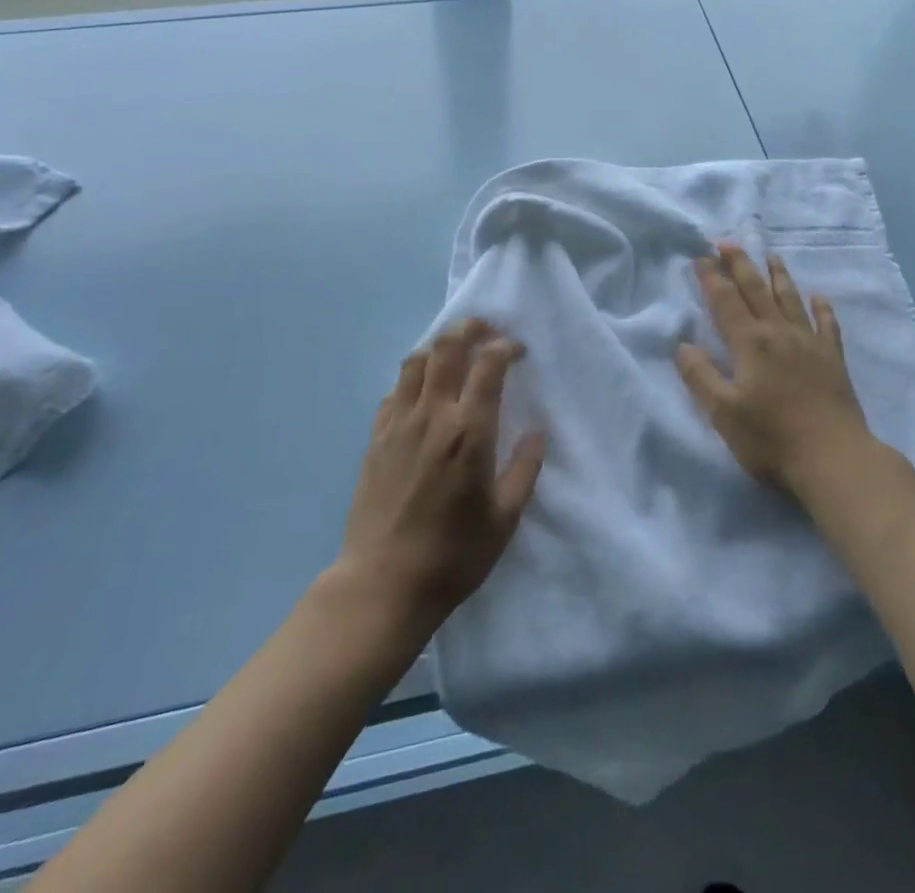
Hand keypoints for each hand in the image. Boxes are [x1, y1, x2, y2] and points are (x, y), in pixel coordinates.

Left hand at [338, 320, 545, 625]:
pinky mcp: (376, 438)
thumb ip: (525, 469)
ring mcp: (398, 423)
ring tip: (456, 356)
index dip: (506, 346)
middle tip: (487, 332)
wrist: (382, 585)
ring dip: (439, 347)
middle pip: (447, 346)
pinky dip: (413, 379)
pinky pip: (394, 391)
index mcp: (469, 430)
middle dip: (470, 328)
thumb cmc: (453, 555)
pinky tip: (424, 395)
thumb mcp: (505, 518)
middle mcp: (432, 415)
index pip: (488, 363)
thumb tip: (538, 433)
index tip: (519, 352)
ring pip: (416, 361)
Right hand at [677, 244, 872, 494]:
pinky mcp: (833, 359)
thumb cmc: (772, 438)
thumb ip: (701, 377)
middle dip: (740, 264)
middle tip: (728, 242)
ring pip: (791, 299)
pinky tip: (819, 297)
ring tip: (771, 255)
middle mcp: (779, 333)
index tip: (700, 257)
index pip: (726, 301)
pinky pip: (827, 324)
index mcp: (750, 343)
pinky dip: (822, 308)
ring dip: (778, 275)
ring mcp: (810, 343)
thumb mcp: (724, 413)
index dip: (711, 278)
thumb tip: (683, 345)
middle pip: (756, 290)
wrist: (835, 459)